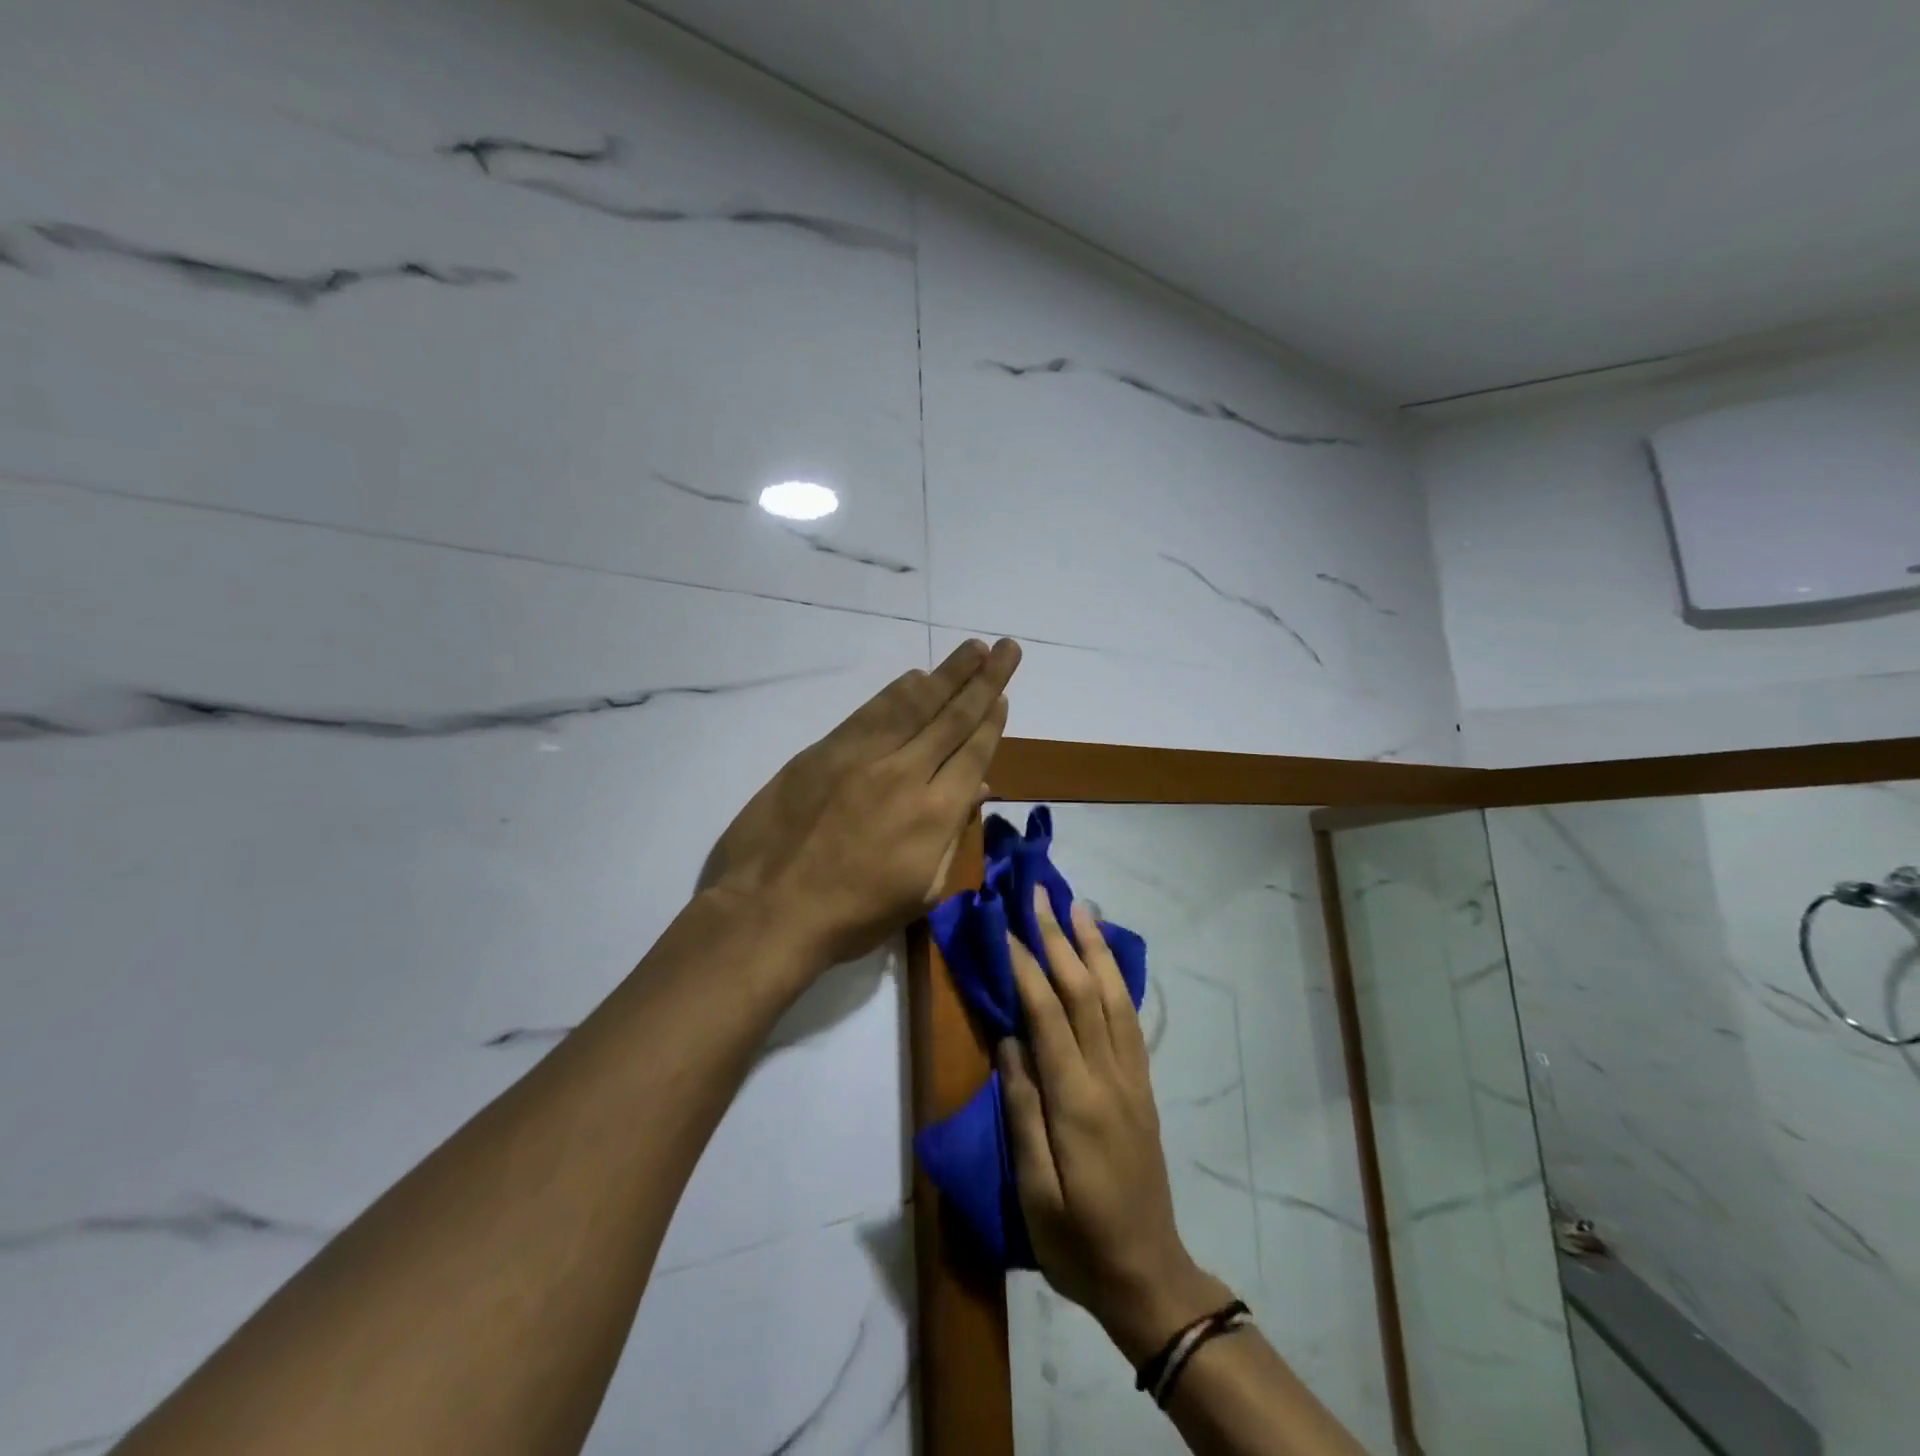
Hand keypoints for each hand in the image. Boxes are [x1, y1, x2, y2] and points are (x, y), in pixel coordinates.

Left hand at [702, 638, 1021, 966]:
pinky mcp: (825, 750)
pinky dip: (898, 691)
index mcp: (935, 814)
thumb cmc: (851, 917)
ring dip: (948, 673)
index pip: (973, 753)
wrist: (769, 910)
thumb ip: (951, 836)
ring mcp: (863, 757)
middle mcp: (906, 774)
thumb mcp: (919, 892)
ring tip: (973, 649)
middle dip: (985, 680)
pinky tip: (916, 676)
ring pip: (915, 705)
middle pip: (953, 718)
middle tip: (1007, 648)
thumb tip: (976, 788)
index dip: (992, 720)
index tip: (1004, 695)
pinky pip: (872, 711)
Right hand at [999, 887, 1229, 1360]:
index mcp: (1077, 1101)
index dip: (1026, 966)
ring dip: (1094, 947)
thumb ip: (1022, 1112)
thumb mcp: (1035, 1192)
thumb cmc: (1077, 1241)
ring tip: (1079, 906)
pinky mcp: (1142, 1086)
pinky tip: (1107, 958)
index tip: (1005, 925)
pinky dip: (1117, 977)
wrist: (1148, 1275)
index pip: (1048, 1015)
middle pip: (1084, 992)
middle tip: (1040, 893)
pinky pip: (1131, 1018)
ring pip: (1114, 996)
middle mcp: (1110, 1077)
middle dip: (1059, 938)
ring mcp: (1132, 1078)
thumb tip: (1008, 1041)